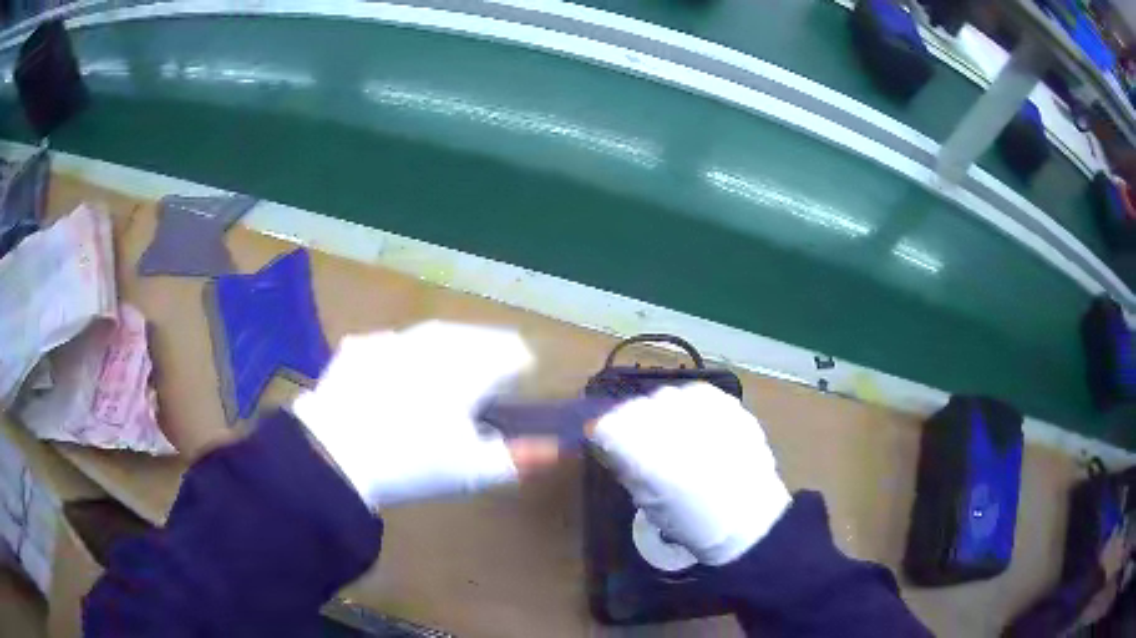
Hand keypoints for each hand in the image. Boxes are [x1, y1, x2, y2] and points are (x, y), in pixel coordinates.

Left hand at [292, 321, 557, 507]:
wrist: (335, 453)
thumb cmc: (413, 461)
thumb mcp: (473, 469)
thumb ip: (522, 456)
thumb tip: (558, 448)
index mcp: (471, 364)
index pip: (515, 352)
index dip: (519, 375)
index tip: (510, 398)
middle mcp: (435, 339)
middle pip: (477, 338)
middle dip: (484, 361)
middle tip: (474, 398)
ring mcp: (394, 338)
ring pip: (434, 336)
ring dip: (444, 356)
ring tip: (435, 389)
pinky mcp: (362, 345)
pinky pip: (393, 346)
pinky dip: (401, 361)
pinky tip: (390, 387)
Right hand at [589, 383, 790, 565]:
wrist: (749, 517)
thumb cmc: (692, 521)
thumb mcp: (647, 501)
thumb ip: (626, 467)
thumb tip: (610, 444)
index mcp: (648, 453)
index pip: (607, 424)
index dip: (602, 432)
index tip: (604, 443)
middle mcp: (674, 422)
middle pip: (635, 406)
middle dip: (630, 422)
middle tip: (638, 443)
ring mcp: (705, 409)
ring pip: (665, 396)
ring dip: (660, 412)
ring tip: (671, 434)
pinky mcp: (728, 404)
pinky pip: (696, 393)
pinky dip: (688, 406)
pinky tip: (694, 425)